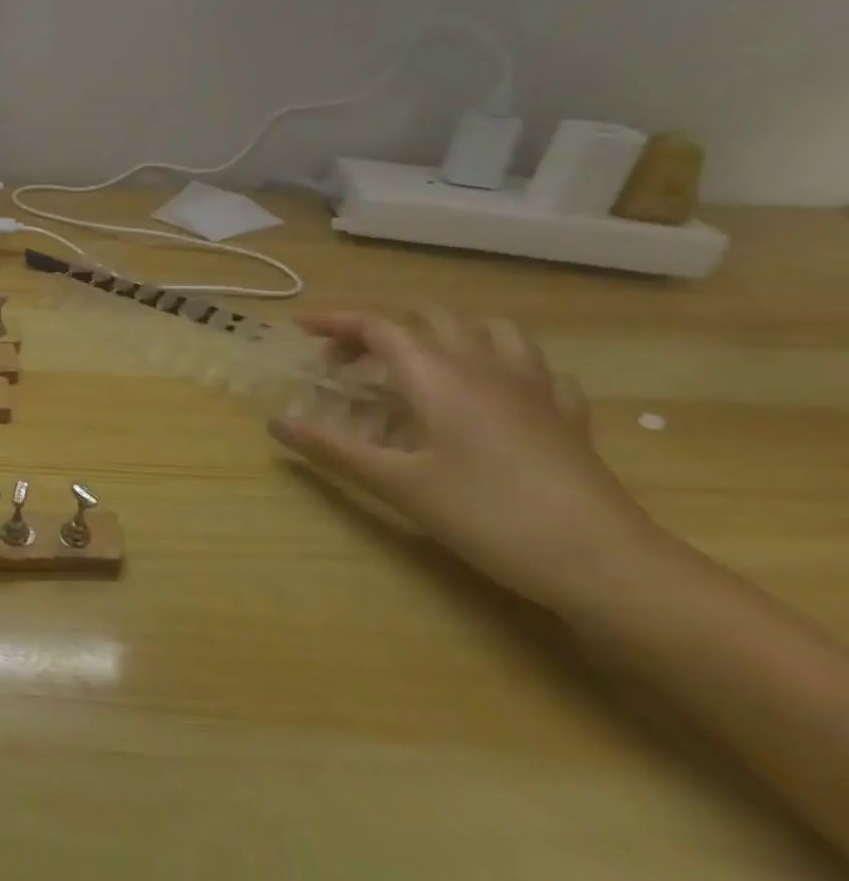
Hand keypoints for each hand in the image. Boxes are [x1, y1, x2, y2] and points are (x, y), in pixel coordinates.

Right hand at [268, 307, 667, 611]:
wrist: (604, 562)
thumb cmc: (488, 516)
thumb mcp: (396, 484)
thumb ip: (332, 449)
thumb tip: (276, 422)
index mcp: (439, 376)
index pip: (379, 326)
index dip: (335, 320)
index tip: (300, 327)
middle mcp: (485, 367)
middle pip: (430, 319)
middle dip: (382, 328)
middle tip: (350, 360)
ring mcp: (534, 388)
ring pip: (490, 330)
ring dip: (446, 332)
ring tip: (420, 360)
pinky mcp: (567, 415)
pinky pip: (534, 367)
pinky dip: (501, 364)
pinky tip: (493, 390)